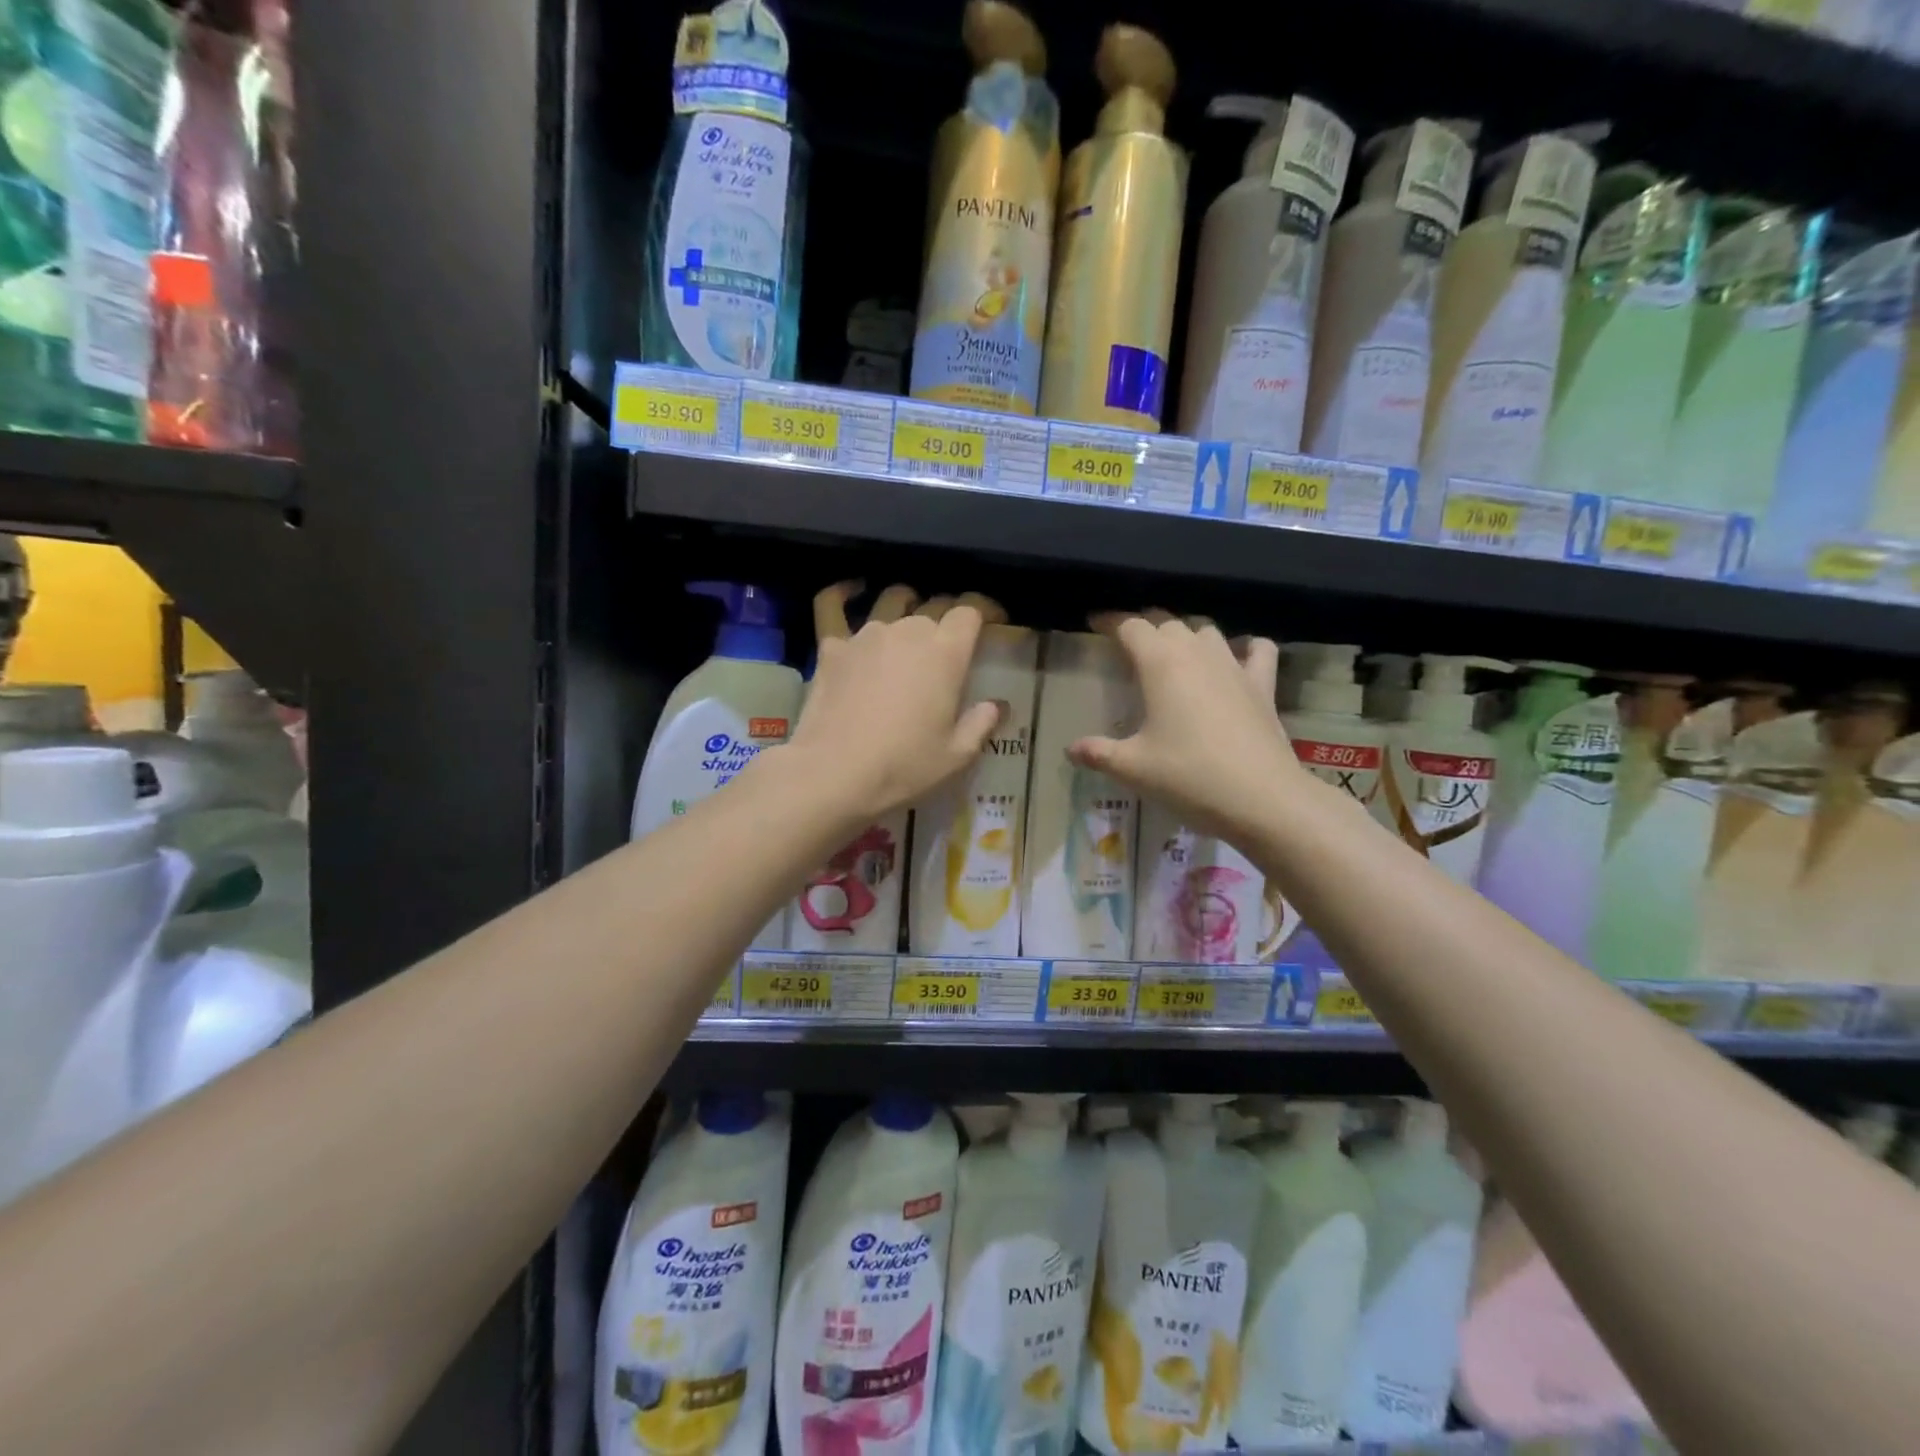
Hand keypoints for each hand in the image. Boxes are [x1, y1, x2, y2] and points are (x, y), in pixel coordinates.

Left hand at [777, 581, 1003, 826]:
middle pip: (934, 606)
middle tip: (951, 639)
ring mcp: (867, 634)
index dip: (984, 611)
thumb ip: (981, 724)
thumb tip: (996, 706)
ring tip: (911, 615)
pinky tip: (850, 589)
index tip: (992, 622)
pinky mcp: (832, 646)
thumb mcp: (956, 755)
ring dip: (907, 604)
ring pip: (892, 602)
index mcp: (946, 652)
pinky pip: (833, 606)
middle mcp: (909, 630)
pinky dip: (842, 593)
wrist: (834, 772)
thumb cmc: (904, 765)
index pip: (970, 611)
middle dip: (948, 616)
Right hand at [1067, 613, 1303, 840]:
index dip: (1111, 622)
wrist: (1261, 797)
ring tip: (1174, 653)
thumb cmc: (1187, 776)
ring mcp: (1234, 666)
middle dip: (1146, 627)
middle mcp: (1197, 653)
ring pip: (1207, 631)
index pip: (1130, 627)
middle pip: (1168, 623)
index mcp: (1160, 663)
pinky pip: (1257, 650)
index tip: (1094, 623)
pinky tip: (1237, 658)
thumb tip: (1071, 749)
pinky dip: (1244, 647)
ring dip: (1187, 635)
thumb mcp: (1132, 768)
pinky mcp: (1262, 685)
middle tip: (1129, 645)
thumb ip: (1098, 753)